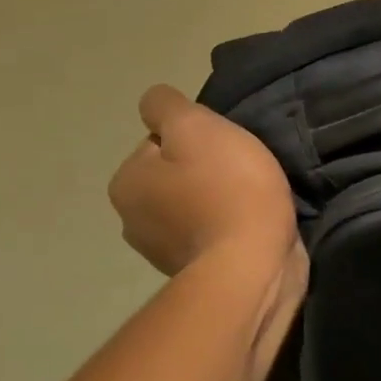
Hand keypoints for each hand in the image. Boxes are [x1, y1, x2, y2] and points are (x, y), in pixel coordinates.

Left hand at [109, 86, 297, 277]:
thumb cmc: (226, 190)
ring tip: (254, 202)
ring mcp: (163, 253)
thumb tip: (155, 106)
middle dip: (206, 172)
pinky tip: (253, 227)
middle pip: (176, 176)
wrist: (254, 266)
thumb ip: (166, 106)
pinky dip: (230, 229)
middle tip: (243, 174)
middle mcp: (133, 221)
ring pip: (195, 206)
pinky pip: (213, 235)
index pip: (159, 142)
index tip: (225, 150)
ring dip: (220, 202)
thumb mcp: (195, 126)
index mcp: (126, 183)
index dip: (196, 140)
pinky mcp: (196, 274)